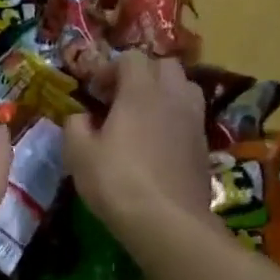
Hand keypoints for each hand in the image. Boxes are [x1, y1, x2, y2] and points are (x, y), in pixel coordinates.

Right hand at [63, 51, 211, 241]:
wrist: (167, 221)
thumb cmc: (116, 182)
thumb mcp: (78, 154)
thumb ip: (75, 126)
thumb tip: (80, 117)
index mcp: (141, 91)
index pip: (131, 58)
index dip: (110, 68)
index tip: (94, 91)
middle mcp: (172, 97)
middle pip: (164, 65)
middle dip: (141, 74)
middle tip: (119, 99)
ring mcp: (194, 120)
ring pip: (184, 88)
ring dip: (163, 93)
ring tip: (142, 116)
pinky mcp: (204, 145)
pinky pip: (189, 116)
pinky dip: (174, 118)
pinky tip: (156, 143)